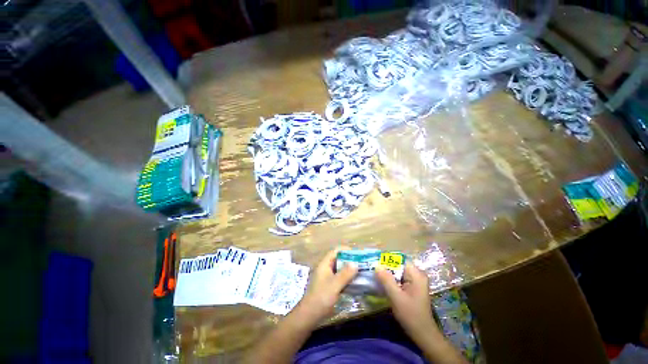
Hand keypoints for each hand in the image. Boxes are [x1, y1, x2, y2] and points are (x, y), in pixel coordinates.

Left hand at [295, 248, 357, 324]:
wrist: (310, 315)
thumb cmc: (321, 297)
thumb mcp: (335, 285)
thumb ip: (345, 274)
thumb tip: (355, 263)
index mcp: (324, 264)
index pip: (335, 251)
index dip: (346, 250)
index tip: (357, 254)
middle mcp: (326, 269)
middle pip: (338, 260)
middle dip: (349, 260)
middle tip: (362, 263)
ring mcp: (327, 278)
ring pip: (340, 269)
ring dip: (349, 270)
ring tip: (361, 271)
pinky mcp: (329, 286)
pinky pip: (340, 278)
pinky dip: (347, 279)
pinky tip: (355, 282)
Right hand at [376, 263, 439, 338]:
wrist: (423, 334)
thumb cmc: (411, 315)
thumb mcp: (396, 297)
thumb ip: (386, 280)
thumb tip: (376, 265)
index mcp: (416, 274)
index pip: (398, 260)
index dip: (386, 260)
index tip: (374, 263)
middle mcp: (417, 274)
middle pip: (398, 265)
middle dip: (385, 268)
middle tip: (372, 270)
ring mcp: (415, 281)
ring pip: (397, 272)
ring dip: (387, 275)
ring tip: (375, 276)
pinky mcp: (412, 287)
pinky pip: (399, 279)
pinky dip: (391, 281)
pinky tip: (383, 285)